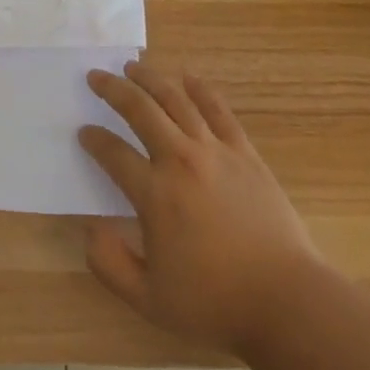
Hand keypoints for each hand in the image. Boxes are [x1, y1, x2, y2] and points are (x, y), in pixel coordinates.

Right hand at [79, 62, 324, 356]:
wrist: (285, 300)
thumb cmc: (215, 303)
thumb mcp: (149, 301)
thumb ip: (110, 264)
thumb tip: (89, 229)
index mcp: (155, 195)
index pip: (114, 153)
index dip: (94, 140)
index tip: (84, 131)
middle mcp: (180, 160)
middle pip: (140, 110)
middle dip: (113, 89)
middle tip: (96, 76)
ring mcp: (215, 151)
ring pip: (176, 100)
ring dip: (150, 79)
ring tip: (133, 67)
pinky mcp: (244, 152)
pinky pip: (217, 109)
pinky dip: (199, 89)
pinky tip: (187, 77)